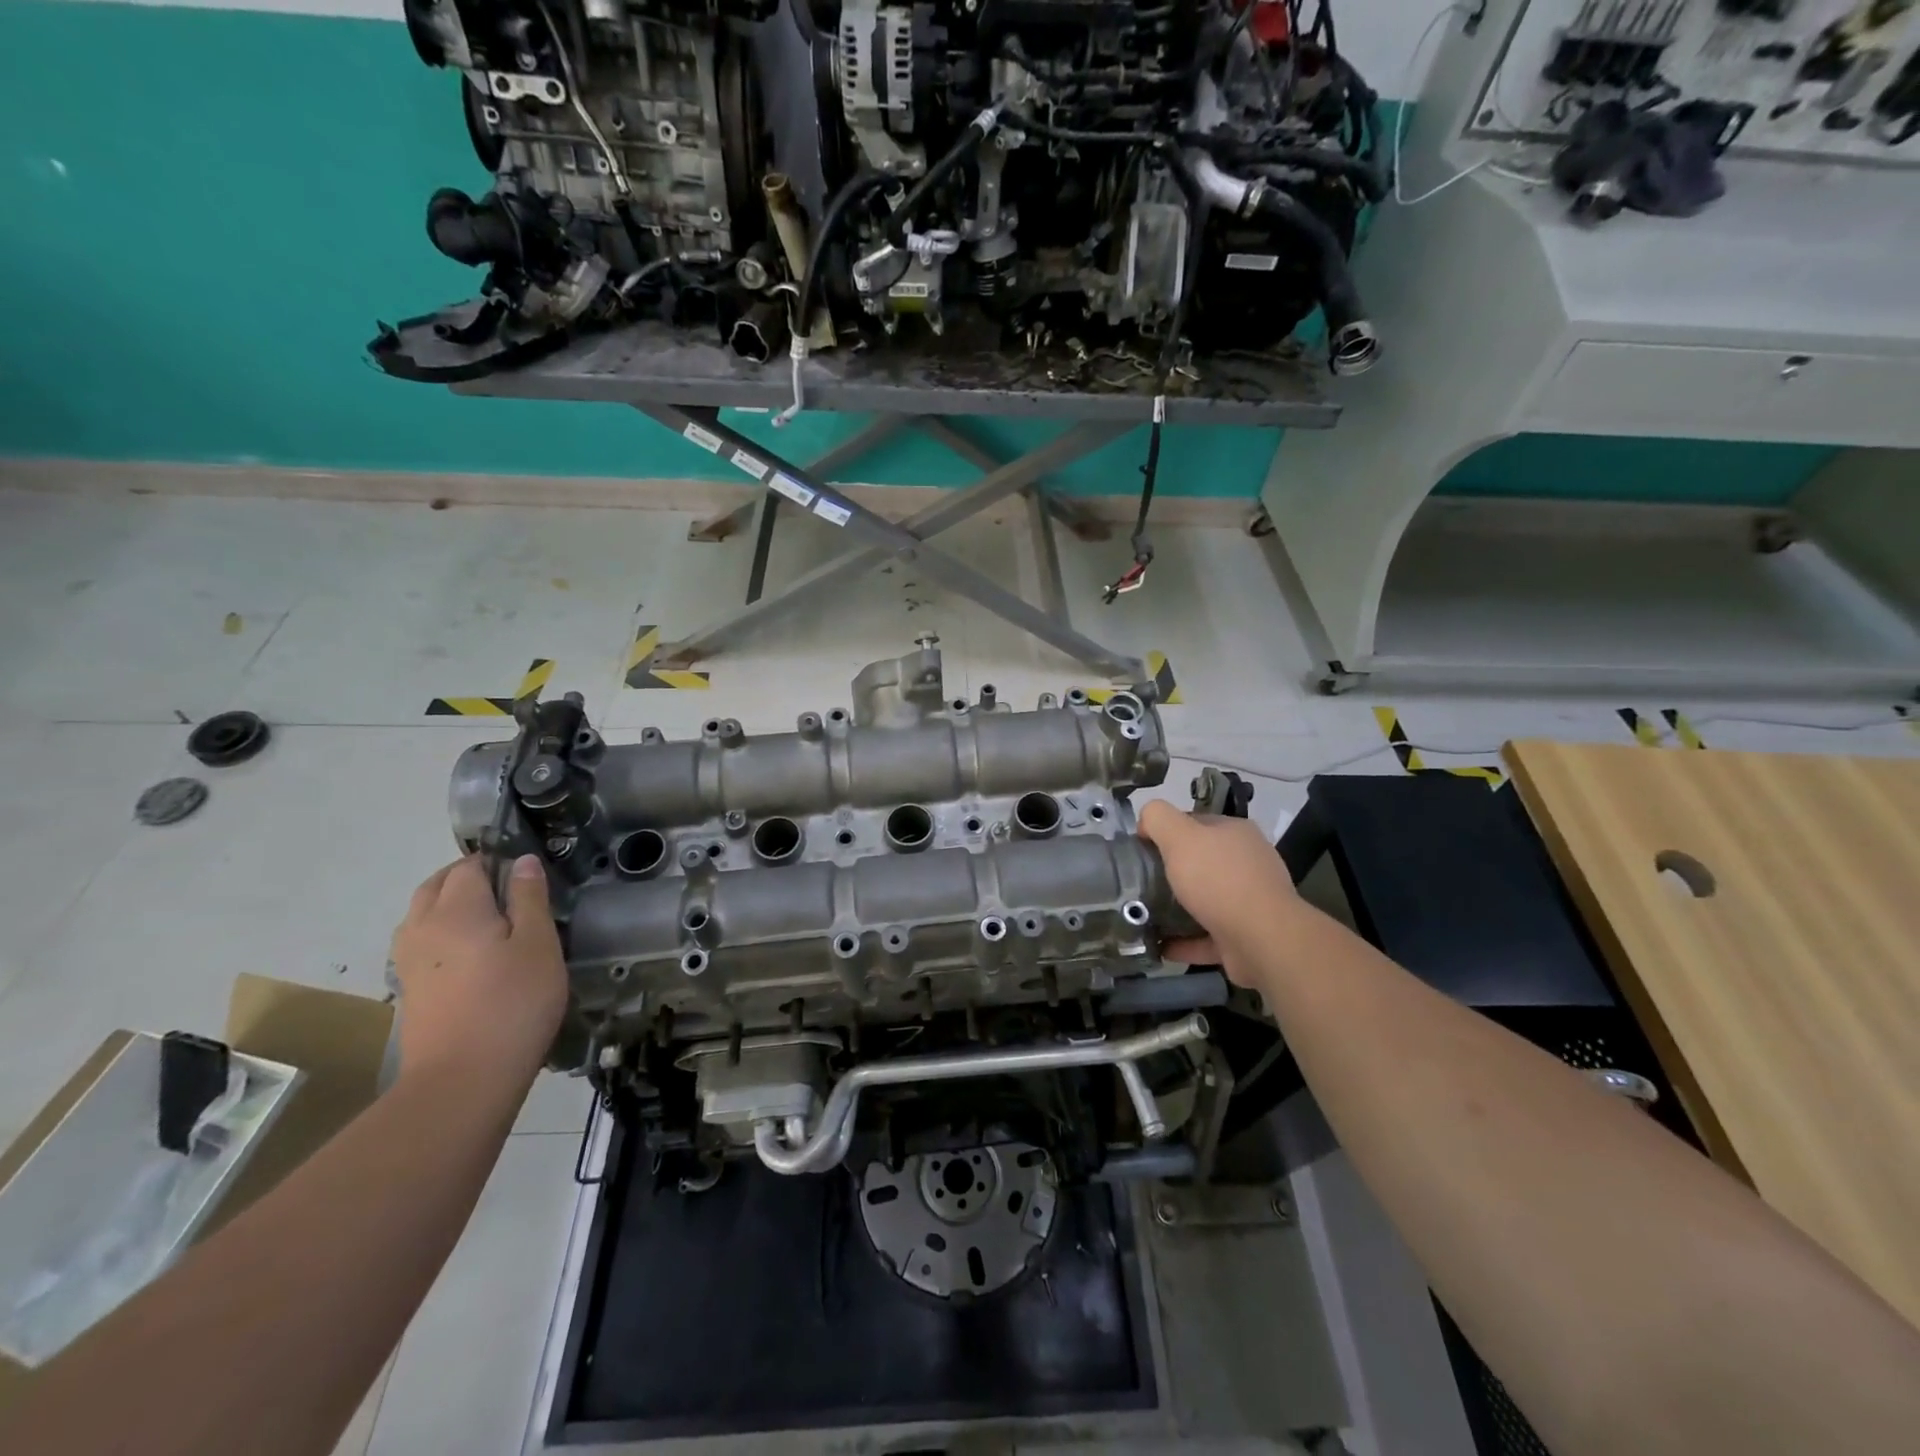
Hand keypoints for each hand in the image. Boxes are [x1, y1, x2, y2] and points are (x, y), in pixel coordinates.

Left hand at [390, 855, 567, 1085]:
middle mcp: (422, 926)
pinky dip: (441, 932)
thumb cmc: (513, 1003)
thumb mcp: (539, 944)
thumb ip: (529, 898)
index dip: (498, 861)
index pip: (470, 866)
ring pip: (423, 913)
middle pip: (438, 885)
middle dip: (468, 877)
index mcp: (457, 908)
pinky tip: (469, 953)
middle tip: (509, 890)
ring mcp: (408, 959)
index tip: (527, 876)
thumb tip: (523, 861)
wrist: (462, 1079)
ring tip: (490, 918)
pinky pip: (420, 941)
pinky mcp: (408, 988)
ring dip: (451, 904)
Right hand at [1137, 800, 1304, 988]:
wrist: (1262, 939)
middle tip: (1139, 882)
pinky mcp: (1246, 936)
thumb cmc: (1219, 880)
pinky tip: (1162, 946)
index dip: (1166, 832)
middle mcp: (1247, 864)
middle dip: (1170, 872)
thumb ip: (1158, 818)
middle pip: (1200, 862)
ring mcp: (1250, 902)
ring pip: (1205, 901)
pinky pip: (1208, 936)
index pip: (1195, 823)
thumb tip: (1146, 822)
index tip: (1141, 849)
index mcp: (1236, 833)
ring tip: (1145, 915)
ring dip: (1177, 908)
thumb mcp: (1180, 836)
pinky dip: (1185, 941)